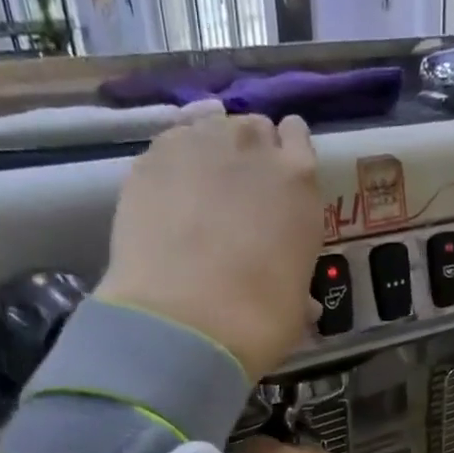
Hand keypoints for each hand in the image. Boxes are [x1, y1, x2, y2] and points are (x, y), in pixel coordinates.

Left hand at [96, 113, 322, 381]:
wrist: (187, 323)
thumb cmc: (259, 322)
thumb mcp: (295, 308)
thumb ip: (298, 286)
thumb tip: (302, 300)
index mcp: (299, 181)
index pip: (297, 137)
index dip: (285, 159)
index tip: (276, 186)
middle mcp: (252, 146)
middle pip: (252, 129)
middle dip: (247, 155)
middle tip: (237, 197)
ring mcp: (197, 144)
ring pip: (207, 130)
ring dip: (208, 155)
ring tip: (197, 196)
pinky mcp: (151, 158)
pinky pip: (168, 149)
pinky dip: (171, 168)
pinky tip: (167, 199)